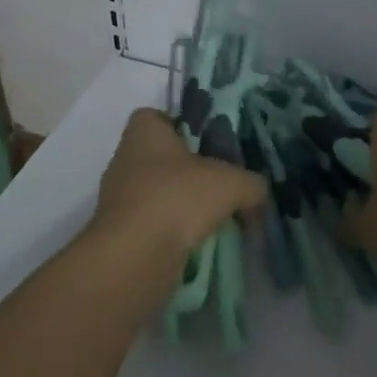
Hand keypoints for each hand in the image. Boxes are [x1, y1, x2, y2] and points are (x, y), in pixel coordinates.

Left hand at [93, 108, 265, 258]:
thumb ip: (252, 183)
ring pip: (159, 193)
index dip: (184, 126)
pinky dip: (174, 232)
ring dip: (184, 204)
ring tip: (217, 218)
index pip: (159, 117)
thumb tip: (258, 192)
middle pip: (163, 157)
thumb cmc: (178, 199)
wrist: (134, 258)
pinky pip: (154, 224)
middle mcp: (125, 159)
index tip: (210, 144)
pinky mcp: (121, 233)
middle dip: (191, 171)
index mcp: (144, 132)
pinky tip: (200, 242)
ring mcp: (119, 198)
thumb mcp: (232, 183)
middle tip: (222, 184)